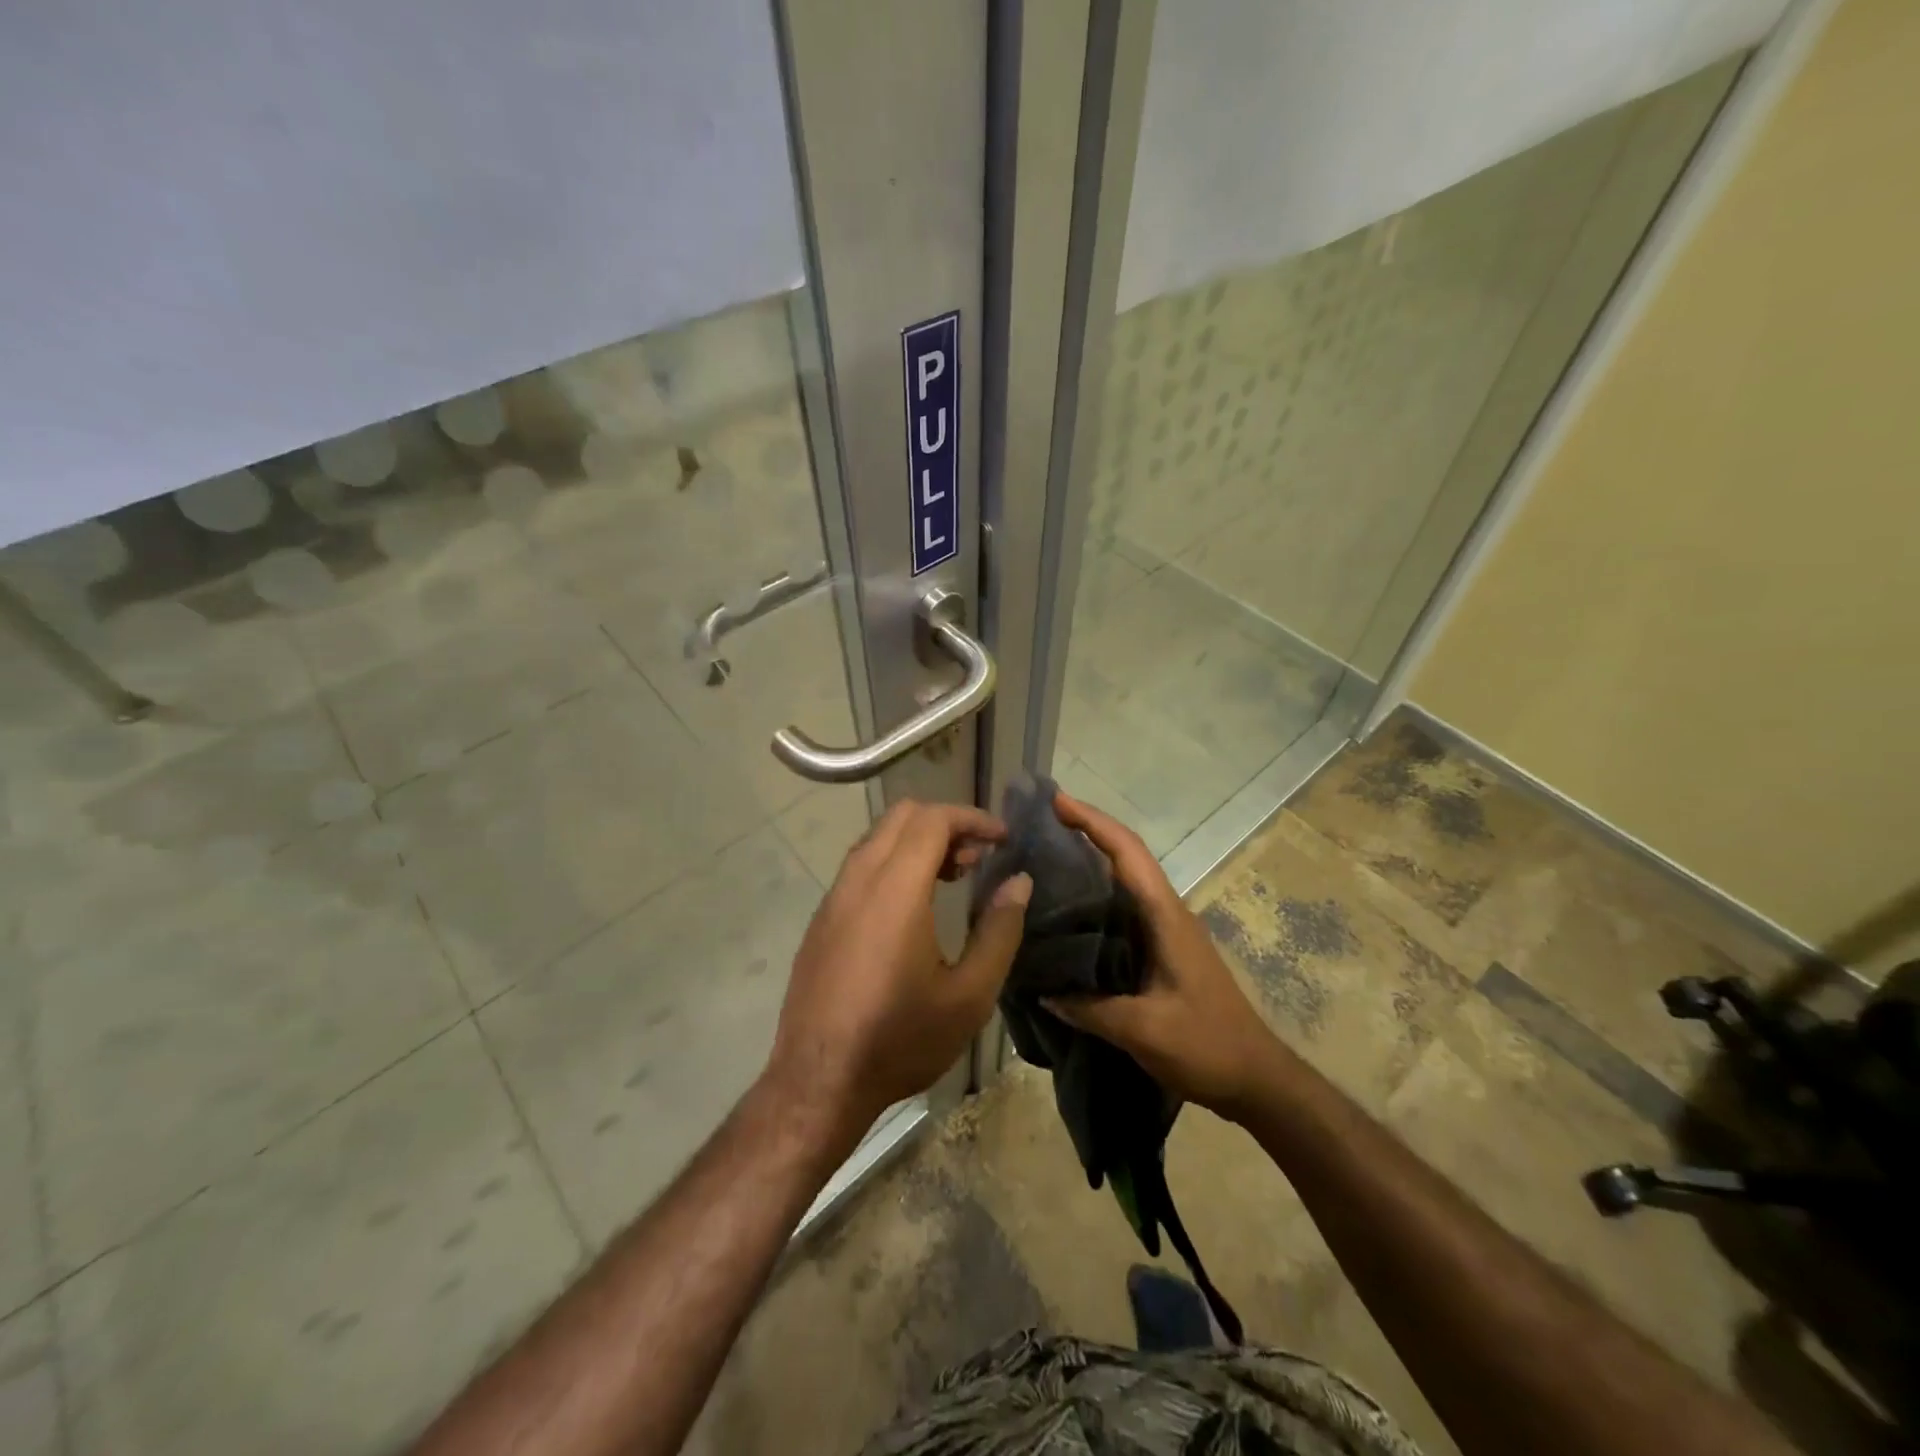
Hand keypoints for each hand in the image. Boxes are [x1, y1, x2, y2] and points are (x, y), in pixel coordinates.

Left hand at [763, 800, 1031, 1148]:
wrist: (818, 1082)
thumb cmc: (900, 1040)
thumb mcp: (969, 996)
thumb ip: (999, 931)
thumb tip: (1018, 882)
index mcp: (895, 891)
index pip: (932, 820)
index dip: (972, 818)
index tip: (1003, 838)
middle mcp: (858, 881)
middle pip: (901, 816)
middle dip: (946, 823)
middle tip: (978, 857)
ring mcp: (833, 898)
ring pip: (877, 838)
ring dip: (918, 841)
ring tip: (952, 876)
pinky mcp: (821, 919)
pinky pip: (860, 866)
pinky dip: (893, 861)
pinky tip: (913, 906)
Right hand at [1045, 791, 1278, 1117]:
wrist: (1256, 1077)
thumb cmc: (1207, 1046)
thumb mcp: (1143, 1030)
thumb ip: (1090, 1009)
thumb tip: (1043, 992)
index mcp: (1165, 916)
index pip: (1127, 852)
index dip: (1092, 821)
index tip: (1055, 801)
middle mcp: (1166, 912)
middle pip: (1124, 855)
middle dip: (1085, 830)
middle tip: (1037, 824)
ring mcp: (1166, 930)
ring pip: (1124, 879)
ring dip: (1089, 859)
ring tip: (1042, 856)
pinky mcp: (1162, 949)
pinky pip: (1123, 908)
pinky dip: (1095, 894)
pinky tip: (1066, 911)